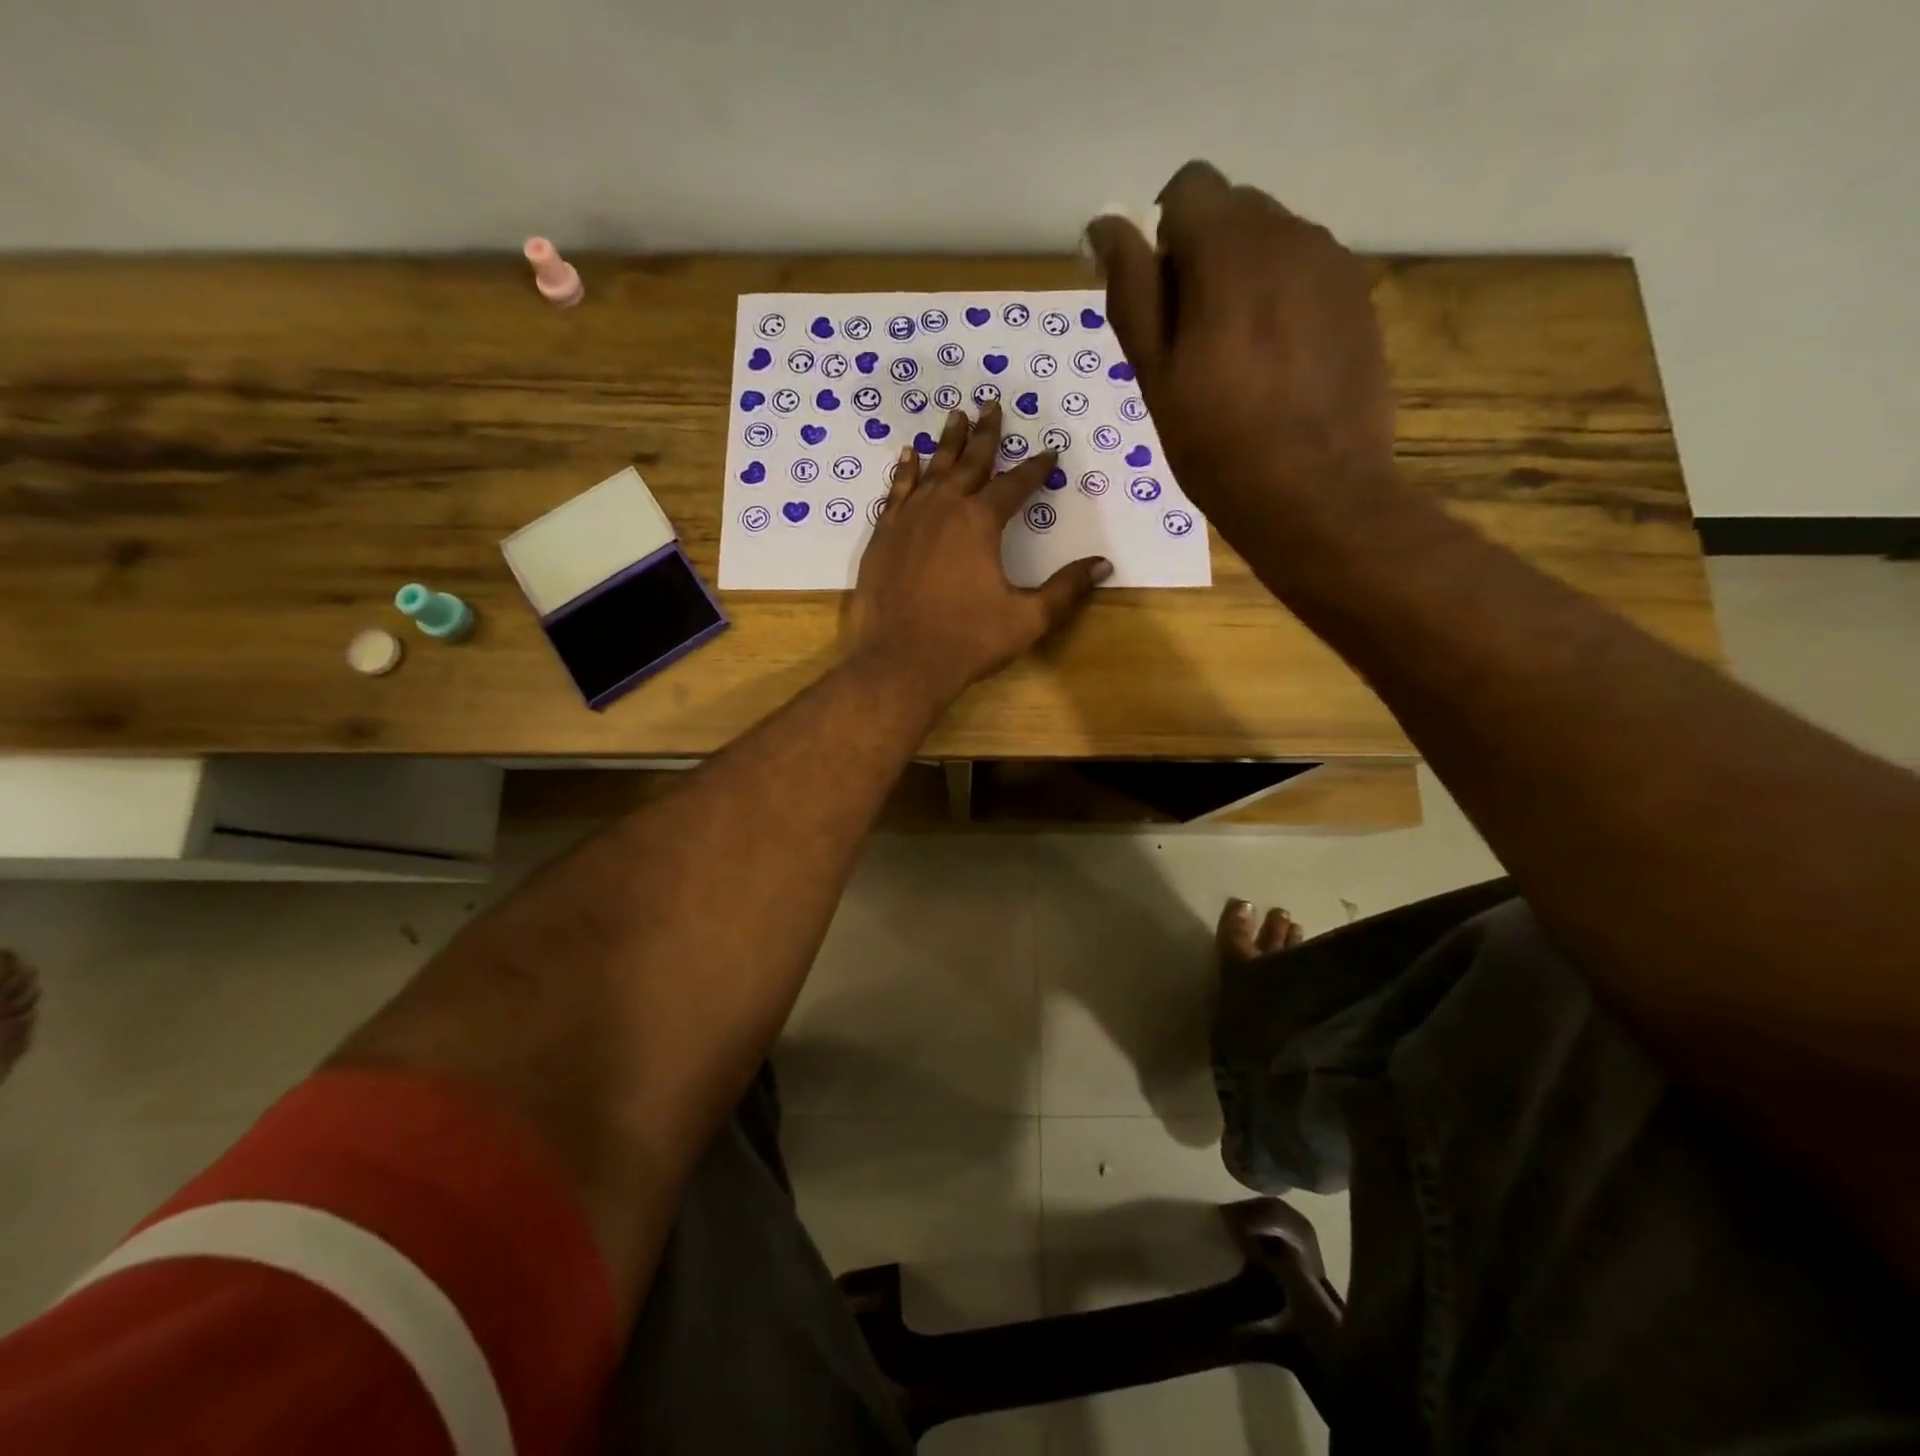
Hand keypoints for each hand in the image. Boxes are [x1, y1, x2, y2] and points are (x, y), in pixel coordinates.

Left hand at [847, 403, 1110, 703]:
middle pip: (969, 462)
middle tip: (992, 405)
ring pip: (931, 470)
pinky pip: (896, 492)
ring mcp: (907, 520)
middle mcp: (943, 509)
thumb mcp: (1027, 619)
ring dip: (946, 443)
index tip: (1049, 452)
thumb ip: (1065, 589)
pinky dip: (904, 472)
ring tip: (955, 415)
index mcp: (980, 523)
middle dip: (986, 434)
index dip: (1035, 468)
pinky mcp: (882, 537)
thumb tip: (1102, 565)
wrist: (900, 662)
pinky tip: (909, 457)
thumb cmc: (967, 641)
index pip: (1014, 485)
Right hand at [1084, 161, 1395, 531]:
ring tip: (1238, 362)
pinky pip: (1307, 275)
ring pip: (1272, 243)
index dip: (1163, 238)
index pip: (1188, 188)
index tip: (1160, 302)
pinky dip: (1282, 302)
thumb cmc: (1217, 444)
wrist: (1316, 494)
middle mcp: (1290, 235)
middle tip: (1193, 343)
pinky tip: (1278, 368)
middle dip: (1204, 258)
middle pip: (1233, 211)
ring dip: (1244, 280)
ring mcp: (1334, 265)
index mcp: (1230, 249)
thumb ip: (1132, 291)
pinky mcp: (1359, 300)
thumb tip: (1106, 226)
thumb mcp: (1155, 375)